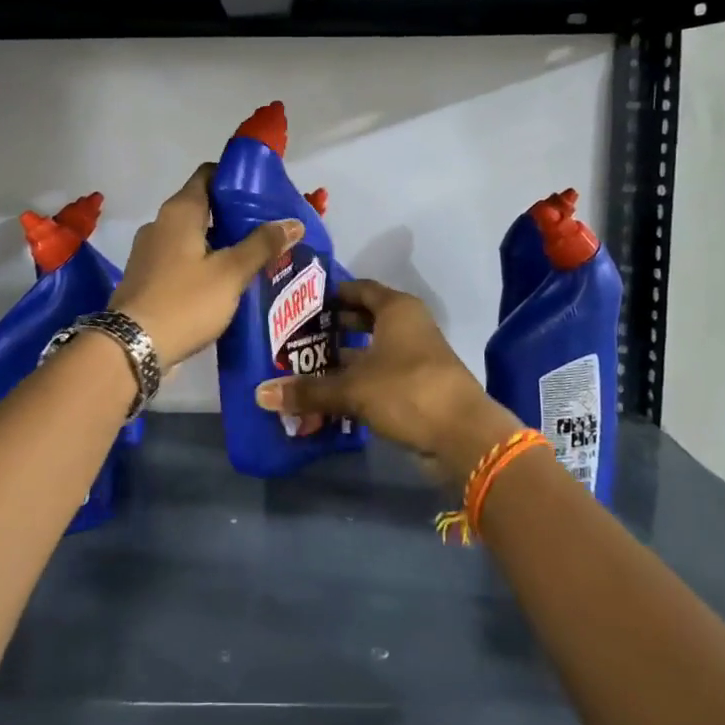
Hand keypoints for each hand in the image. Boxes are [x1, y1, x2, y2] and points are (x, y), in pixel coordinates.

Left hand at [110, 163, 303, 368]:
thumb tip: (294, 222)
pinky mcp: (147, 279)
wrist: (132, 348)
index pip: (208, 174)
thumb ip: (262, 245)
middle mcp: (160, 224)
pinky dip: (204, 265)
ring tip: (254, 259)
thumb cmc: (184, 302)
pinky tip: (226, 285)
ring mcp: (150, 252)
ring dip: (221, 244)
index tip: (264, 193)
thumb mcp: (230, 273)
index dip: (236, 179)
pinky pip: (181, 261)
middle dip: (235, 217)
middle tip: (268, 231)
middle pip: (203, 207)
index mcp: (179, 212)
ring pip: (193, 237)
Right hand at [252, 279, 520, 487]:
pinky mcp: (416, 386)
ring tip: (304, 367)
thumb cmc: (406, 391)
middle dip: (331, 328)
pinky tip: (328, 395)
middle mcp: (407, 326)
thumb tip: (261, 395)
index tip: (299, 303)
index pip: (358, 289)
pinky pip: (378, 376)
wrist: (462, 436)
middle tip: (295, 337)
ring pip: (370, 350)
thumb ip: (308, 390)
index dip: (330, 294)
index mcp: (396, 309)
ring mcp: (414, 357)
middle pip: (363, 319)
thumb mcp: (352, 388)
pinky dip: (356, 382)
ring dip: (342, 359)